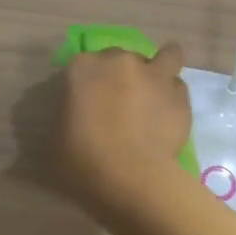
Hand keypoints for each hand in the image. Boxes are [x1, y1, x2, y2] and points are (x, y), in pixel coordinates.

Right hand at [50, 43, 193, 215]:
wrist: (131, 177)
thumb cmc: (82, 160)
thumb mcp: (55, 139)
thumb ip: (65, 117)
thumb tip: (74, 117)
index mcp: (83, 68)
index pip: (83, 64)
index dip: (87, 83)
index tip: (87, 102)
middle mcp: (120, 61)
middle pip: (122, 58)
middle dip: (122, 75)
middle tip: (120, 103)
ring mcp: (154, 75)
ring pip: (165, 57)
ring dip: (159, 71)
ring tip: (156, 93)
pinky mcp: (180, 95)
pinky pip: (178, 87)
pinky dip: (173, 97)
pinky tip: (169, 116)